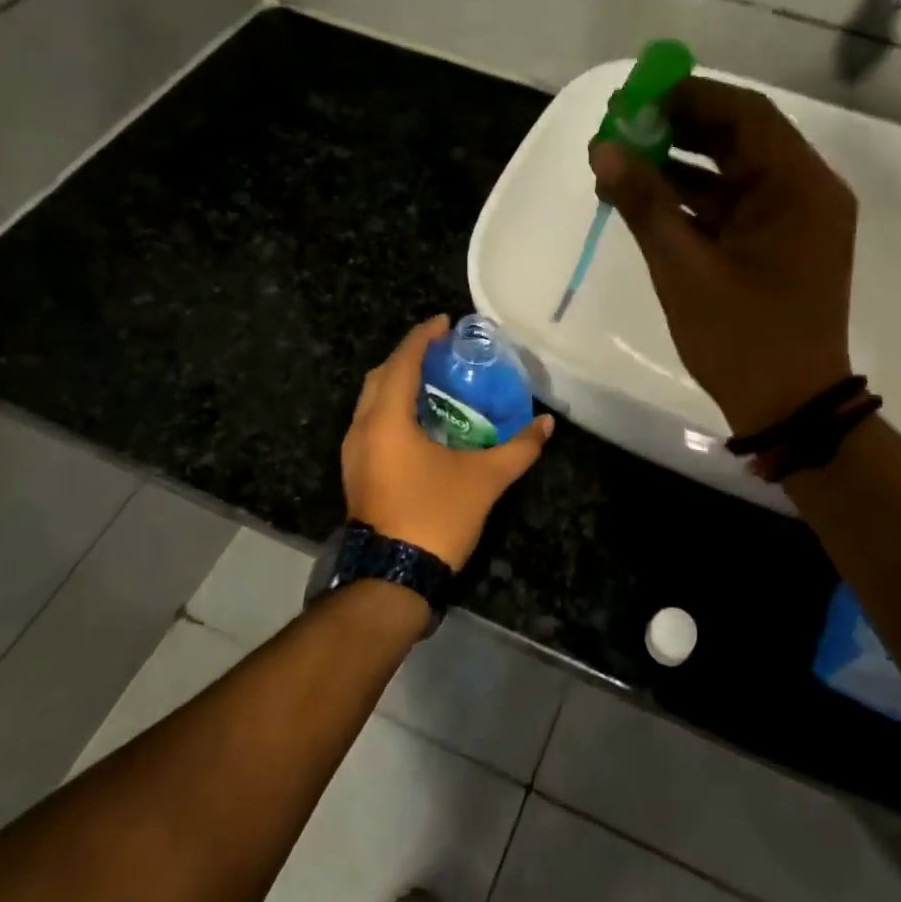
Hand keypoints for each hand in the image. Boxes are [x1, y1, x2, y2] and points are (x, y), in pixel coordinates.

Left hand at [341, 317, 553, 569]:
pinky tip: (420, 421)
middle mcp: (362, 429)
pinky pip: (371, 422)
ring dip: (398, 383)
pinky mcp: (357, 472)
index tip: (444, 322)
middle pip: (380, 376)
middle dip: (408, 357)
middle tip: (441, 351)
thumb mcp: (484, 479)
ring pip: (371, 401)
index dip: (422, 338)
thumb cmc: (435, 517)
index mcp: (387, 420)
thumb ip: (518, 448)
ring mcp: (354, 453)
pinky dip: (392, 408)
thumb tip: (547, 424)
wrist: (392, 579)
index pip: (402, 362)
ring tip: (433, 380)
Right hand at [592, 77, 856, 436]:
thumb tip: (604, 149)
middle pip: (740, 137)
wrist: (790, 408)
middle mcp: (807, 191)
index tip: (634, 96)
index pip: (745, 114)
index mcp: (799, 187)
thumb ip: (644, 202)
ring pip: (734, 170)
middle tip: (622, 124)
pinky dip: (694, 197)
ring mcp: (796, 219)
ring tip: (621, 159)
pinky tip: (645, 197)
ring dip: (681, 162)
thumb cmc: (742, 339)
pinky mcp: (781, 243)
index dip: (687, 96)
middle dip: (679, 126)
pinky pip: (735, 203)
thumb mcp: (684, 269)